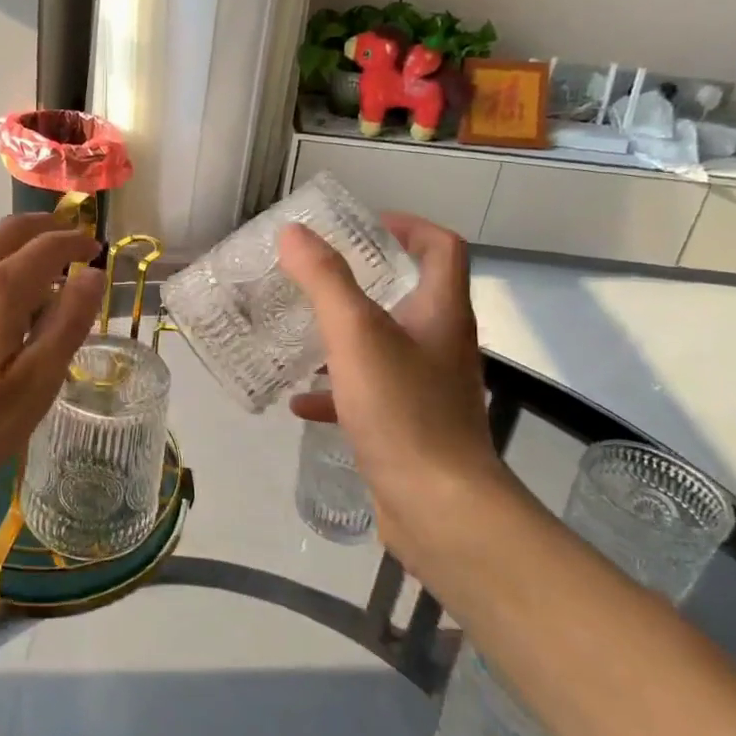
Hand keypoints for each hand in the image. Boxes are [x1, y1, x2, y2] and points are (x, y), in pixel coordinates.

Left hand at [0, 215, 103, 525]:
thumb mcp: (32, 387)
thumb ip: (66, 325)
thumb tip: (92, 274)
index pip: (48, 247)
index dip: (77, 241)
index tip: (96, 248)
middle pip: (9, 230)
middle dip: (45, 227)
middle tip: (69, 238)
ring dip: (7, 235)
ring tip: (24, 255)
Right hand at [278, 214, 515, 545]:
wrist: (439, 508)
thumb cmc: (402, 410)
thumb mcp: (356, 334)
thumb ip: (325, 281)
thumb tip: (294, 233)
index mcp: (440, 313)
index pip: (441, 249)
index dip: (408, 227)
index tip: (363, 226)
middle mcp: (440, 345)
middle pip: (409, 295)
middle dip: (363, 280)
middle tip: (316, 275)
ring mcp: (426, 389)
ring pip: (384, 346)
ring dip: (344, 336)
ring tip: (299, 332)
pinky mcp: (408, 426)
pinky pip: (368, 394)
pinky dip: (336, 390)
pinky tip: (299, 400)